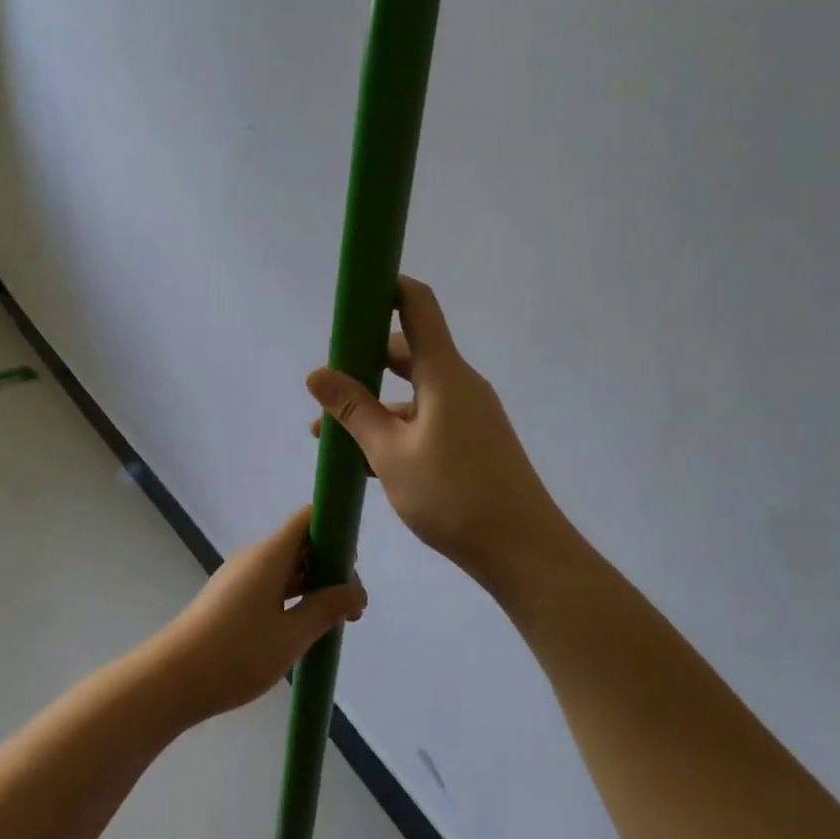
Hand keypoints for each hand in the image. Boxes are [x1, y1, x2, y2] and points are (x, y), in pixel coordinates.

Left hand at [146, 506, 366, 724]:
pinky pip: (269, 585)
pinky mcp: (229, 597)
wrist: (172, 679)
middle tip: (350, 610)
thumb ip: (327, 609)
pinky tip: (299, 631)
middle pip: (301, 544)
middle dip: (330, 568)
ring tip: (332, 625)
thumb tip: (357, 591)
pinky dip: (290, 599)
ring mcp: (239, 576)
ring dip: (312, 588)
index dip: (336, 530)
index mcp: (270, 553)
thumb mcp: (292, 635)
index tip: (354, 566)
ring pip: (286, 568)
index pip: (309, 518)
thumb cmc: (237, 653)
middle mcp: (254, 556)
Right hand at [306, 276, 564, 593]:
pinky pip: (426, 419)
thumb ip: (353, 410)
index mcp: (444, 373)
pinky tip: (364, 459)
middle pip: (408, 351)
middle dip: (364, 360)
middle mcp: (459, 384)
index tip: (354, 292)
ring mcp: (468, 413)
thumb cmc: (453, 494)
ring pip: (413, 392)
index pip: (417, 306)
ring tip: (329, 433)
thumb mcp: (390, 453)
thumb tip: (316, 373)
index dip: (387, 287)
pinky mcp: (472, 441)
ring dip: (374, 404)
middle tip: (328, 381)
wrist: (523, 551)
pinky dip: (395, 428)